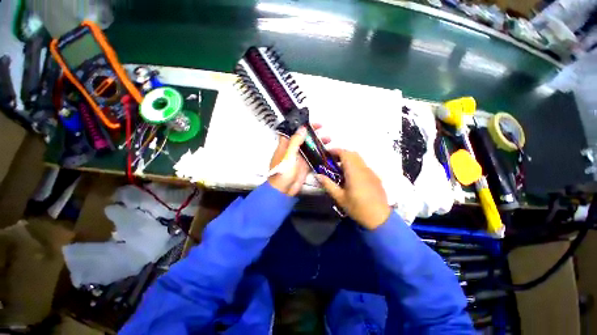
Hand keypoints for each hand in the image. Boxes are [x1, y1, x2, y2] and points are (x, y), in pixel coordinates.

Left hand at [268, 124, 328, 196]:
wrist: (283, 190)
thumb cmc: (283, 172)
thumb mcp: (288, 155)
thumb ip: (295, 142)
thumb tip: (302, 128)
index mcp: (285, 145)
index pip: (293, 131)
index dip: (301, 125)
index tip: (311, 123)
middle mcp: (293, 150)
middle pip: (303, 138)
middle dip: (313, 133)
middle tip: (323, 129)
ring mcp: (299, 158)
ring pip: (309, 147)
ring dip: (318, 143)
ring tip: (328, 140)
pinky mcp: (305, 166)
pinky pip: (313, 157)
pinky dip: (319, 154)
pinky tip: (327, 151)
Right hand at [316, 149, 390, 229]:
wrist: (379, 218)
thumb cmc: (357, 208)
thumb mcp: (339, 197)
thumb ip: (328, 184)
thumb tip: (317, 175)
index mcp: (354, 172)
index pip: (345, 153)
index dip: (335, 150)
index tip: (327, 154)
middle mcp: (363, 168)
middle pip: (353, 153)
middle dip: (341, 153)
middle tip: (332, 161)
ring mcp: (371, 172)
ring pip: (359, 159)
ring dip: (349, 159)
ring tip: (340, 168)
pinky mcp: (375, 177)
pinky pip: (363, 165)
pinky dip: (355, 165)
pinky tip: (351, 176)